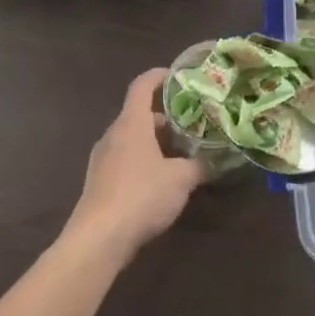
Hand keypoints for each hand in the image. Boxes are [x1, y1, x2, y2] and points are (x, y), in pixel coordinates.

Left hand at [65, 69, 206, 261]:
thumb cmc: (141, 196)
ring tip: (182, 151)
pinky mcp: (98, 182)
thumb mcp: (181, 179)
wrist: (98, 239)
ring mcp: (102, 159)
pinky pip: (125, 159)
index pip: (142, 86)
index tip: (178, 75)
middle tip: (192, 121)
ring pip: (132, 138)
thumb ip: (200, 165)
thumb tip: (216, 159)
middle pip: (139, 113)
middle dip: (166, 115)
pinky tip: (161, 179)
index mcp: (131, 124)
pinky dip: (144, 159)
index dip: (159, 76)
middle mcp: (114, 135)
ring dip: (155, 140)